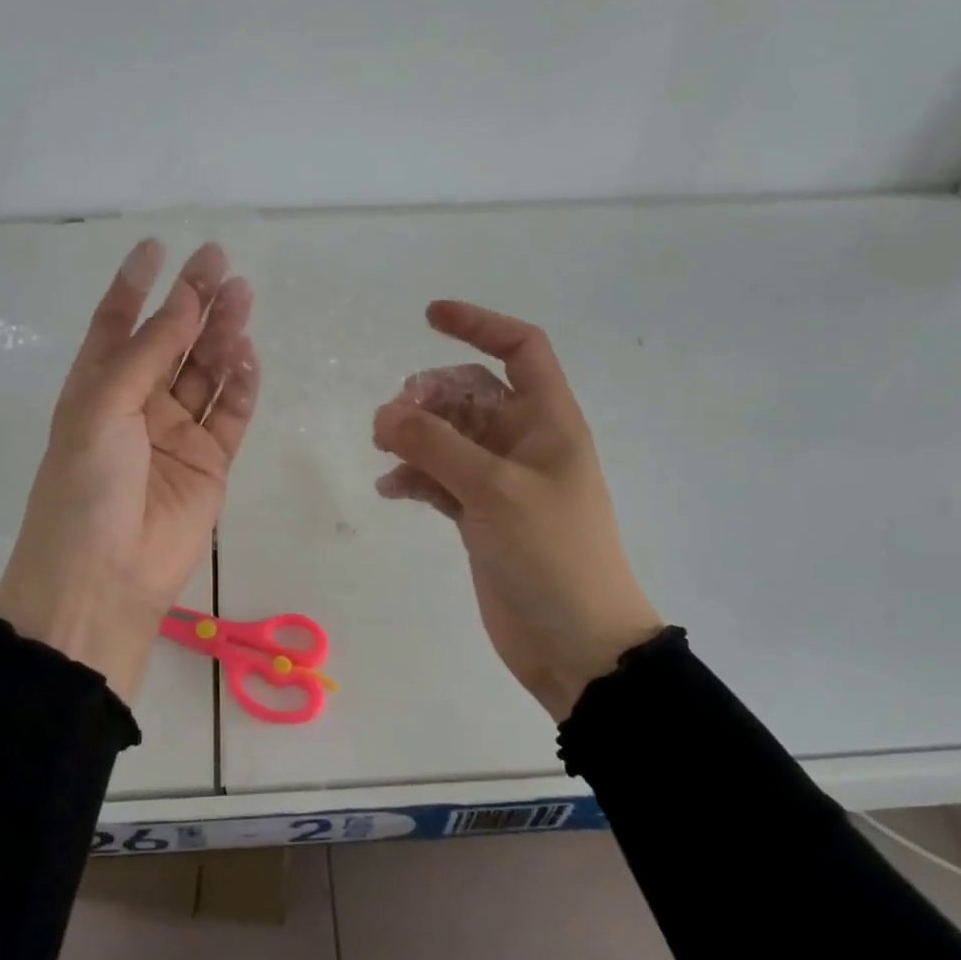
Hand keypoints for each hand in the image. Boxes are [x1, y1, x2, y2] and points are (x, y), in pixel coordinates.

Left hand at [0, 240, 258, 701]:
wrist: (103, 577)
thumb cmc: (86, 484)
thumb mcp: (103, 406)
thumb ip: (148, 352)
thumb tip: (185, 301)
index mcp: (98, 386)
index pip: (116, 323)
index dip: (136, 285)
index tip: (158, 247)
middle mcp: (138, 403)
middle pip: (171, 341)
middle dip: (193, 301)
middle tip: (220, 262)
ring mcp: (176, 433)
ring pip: (205, 372)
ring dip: (222, 335)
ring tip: (242, 297)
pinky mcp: (210, 462)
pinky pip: (230, 413)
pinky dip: (241, 384)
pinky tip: (247, 356)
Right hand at [372, 301, 662, 720]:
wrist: (576, 643)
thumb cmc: (552, 554)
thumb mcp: (494, 490)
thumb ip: (436, 445)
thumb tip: (384, 413)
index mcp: (548, 421)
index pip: (520, 349)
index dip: (479, 324)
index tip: (429, 316)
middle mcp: (524, 442)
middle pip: (470, 391)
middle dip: (430, 393)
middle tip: (395, 418)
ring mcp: (500, 480)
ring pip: (449, 435)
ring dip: (415, 434)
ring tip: (385, 450)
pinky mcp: (480, 515)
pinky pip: (439, 477)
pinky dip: (415, 476)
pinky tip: (390, 490)